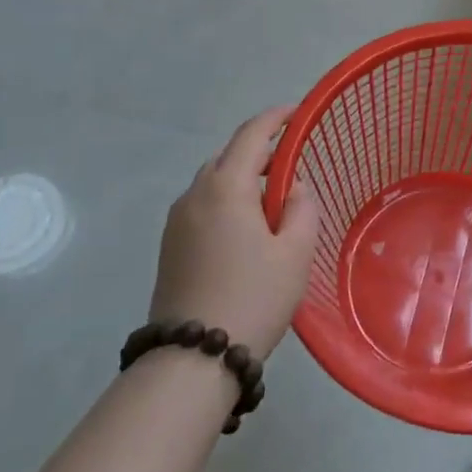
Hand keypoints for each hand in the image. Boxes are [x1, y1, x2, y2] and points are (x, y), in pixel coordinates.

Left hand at [150, 108, 319, 357]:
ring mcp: (176, 221)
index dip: (275, 118)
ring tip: (271, 199)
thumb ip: (302, 207)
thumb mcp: (295, 252)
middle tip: (290, 161)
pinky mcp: (170, 245)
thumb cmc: (254, 297)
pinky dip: (226, 200)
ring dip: (241, 177)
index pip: (251, 135)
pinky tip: (246, 227)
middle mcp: (194, 196)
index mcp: (225, 188)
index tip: (296, 111)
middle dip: (258, 150)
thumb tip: (292, 188)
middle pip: (227, 156)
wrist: (193, 359)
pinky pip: (202, 205)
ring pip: (212, 181)